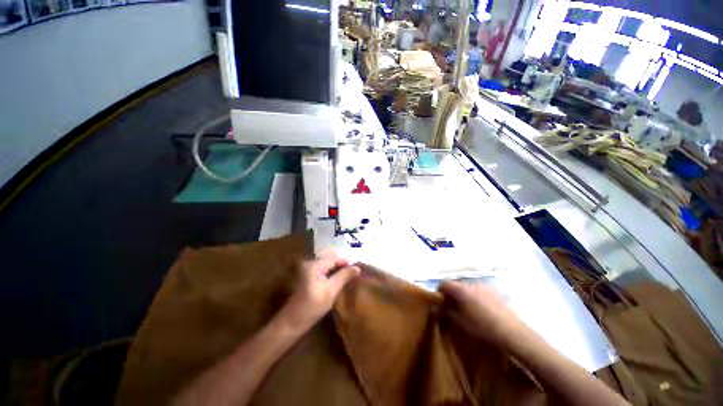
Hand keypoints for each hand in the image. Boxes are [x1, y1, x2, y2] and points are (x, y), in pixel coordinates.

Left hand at [280, 247, 360, 332]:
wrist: (292, 323)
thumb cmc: (313, 305)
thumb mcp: (331, 289)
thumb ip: (344, 276)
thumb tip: (357, 268)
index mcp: (314, 265)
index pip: (334, 259)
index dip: (346, 263)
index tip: (358, 267)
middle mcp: (310, 266)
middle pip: (330, 263)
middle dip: (342, 268)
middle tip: (355, 273)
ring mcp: (307, 274)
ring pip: (327, 270)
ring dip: (337, 273)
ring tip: (349, 278)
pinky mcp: (307, 282)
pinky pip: (323, 276)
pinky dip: (331, 278)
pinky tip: (338, 283)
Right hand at [439, 281, 527, 348]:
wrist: (512, 332)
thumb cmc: (483, 327)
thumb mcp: (460, 321)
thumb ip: (445, 311)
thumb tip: (433, 307)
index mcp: (462, 289)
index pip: (444, 283)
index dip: (440, 291)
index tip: (440, 301)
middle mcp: (472, 283)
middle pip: (456, 285)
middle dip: (452, 294)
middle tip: (453, 307)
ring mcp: (484, 286)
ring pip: (467, 288)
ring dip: (464, 295)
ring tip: (468, 309)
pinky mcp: (494, 291)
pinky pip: (478, 290)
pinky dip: (474, 296)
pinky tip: (481, 309)